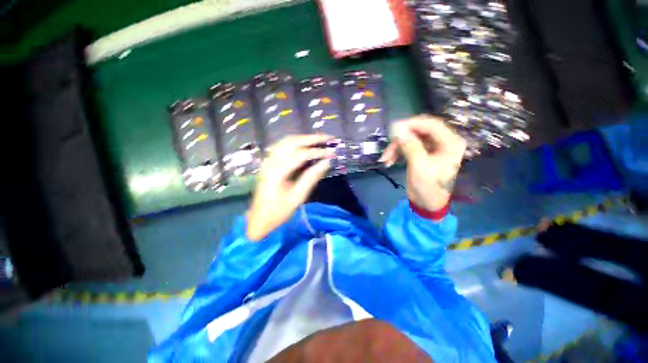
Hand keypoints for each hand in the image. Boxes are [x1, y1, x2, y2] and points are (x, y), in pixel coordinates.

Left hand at [247, 134, 333, 240]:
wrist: (259, 219)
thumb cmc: (278, 211)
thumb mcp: (297, 197)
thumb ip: (311, 178)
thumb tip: (325, 163)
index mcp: (276, 172)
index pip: (300, 155)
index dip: (317, 152)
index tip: (331, 152)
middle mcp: (270, 162)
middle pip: (292, 142)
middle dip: (311, 139)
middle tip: (328, 138)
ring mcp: (267, 161)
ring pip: (286, 141)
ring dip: (303, 138)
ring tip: (318, 139)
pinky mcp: (268, 163)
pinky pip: (282, 146)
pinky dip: (295, 142)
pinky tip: (304, 144)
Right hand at [379, 115, 465, 211]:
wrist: (426, 204)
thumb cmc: (428, 188)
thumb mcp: (419, 167)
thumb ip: (410, 146)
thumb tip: (397, 129)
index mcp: (450, 143)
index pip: (432, 125)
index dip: (412, 124)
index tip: (393, 129)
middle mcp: (443, 142)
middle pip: (419, 131)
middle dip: (401, 139)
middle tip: (388, 147)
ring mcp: (432, 147)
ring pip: (411, 138)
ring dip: (396, 147)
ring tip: (385, 159)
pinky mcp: (422, 153)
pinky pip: (408, 146)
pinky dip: (397, 152)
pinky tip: (389, 161)